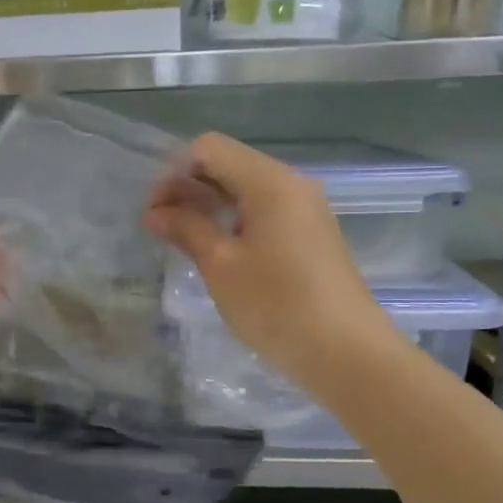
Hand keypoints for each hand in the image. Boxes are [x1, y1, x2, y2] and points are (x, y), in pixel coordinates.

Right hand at [145, 133, 394, 395]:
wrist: (347, 353)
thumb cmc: (277, 305)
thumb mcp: (221, 266)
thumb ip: (186, 230)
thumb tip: (155, 213)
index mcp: (269, 182)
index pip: (209, 149)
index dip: (174, 173)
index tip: (155, 212)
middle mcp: (290, 184)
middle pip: (228, 165)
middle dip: (188, 188)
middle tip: (159, 227)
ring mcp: (304, 209)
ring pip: (245, 189)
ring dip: (209, 205)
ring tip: (181, 240)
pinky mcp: (310, 234)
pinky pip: (263, 211)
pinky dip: (233, 220)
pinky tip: (217, 250)